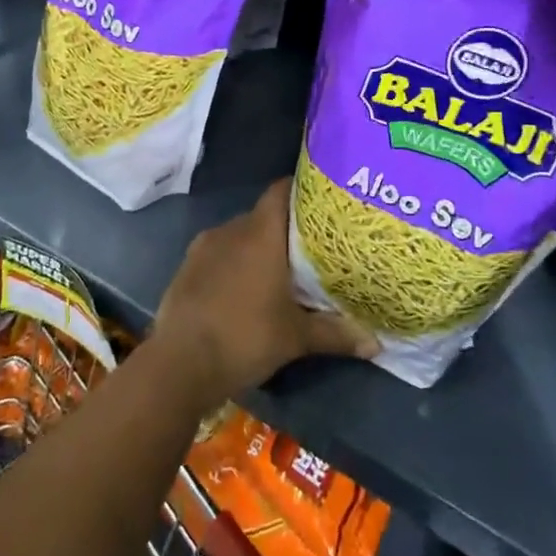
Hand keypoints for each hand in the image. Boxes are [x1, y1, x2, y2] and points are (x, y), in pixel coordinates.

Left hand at [153, 178, 376, 405]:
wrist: (178, 364)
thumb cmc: (244, 337)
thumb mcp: (296, 338)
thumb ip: (336, 333)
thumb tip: (376, 343)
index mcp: (260, 233)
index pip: (281, 190)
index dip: (301, 190)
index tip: (323, 202)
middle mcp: (231, 229)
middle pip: (264, 216)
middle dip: (285, 229)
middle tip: (311, 247)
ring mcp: (204, 247)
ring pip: (240, 236)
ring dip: (258, 248)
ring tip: (280, 270)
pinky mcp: (187, 267)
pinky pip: (219, 253)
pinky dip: (234, 263)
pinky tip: (245, 289)